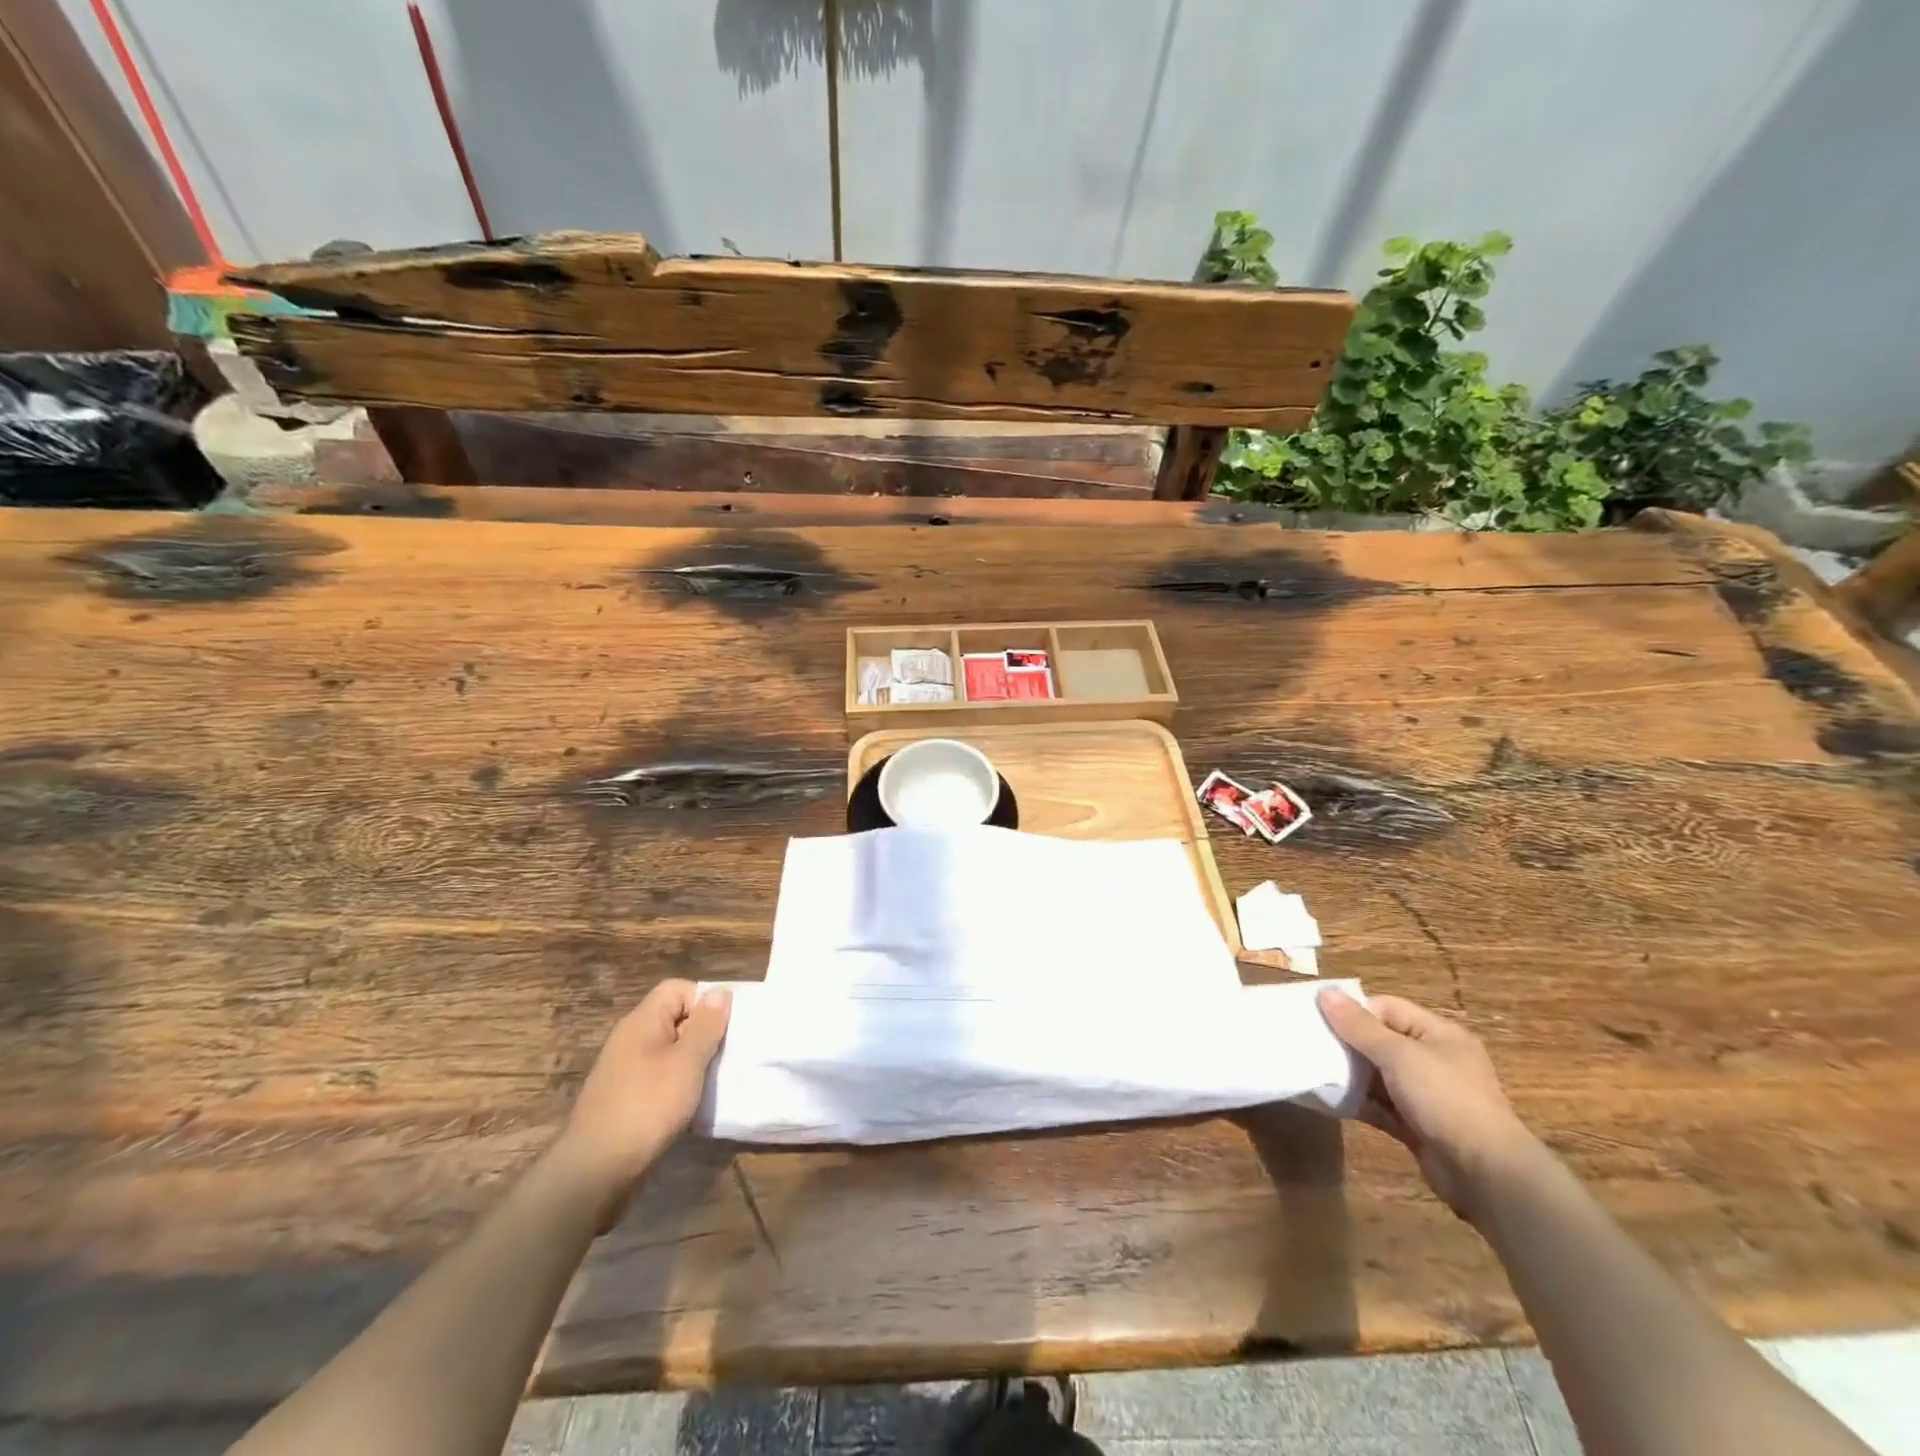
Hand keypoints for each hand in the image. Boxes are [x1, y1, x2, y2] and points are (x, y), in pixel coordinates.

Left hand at [550, 980, 731, 1210]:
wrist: (595, 1171)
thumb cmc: (647, 1107)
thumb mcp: (687, 1062)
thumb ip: (706, 1025)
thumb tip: (719, 992)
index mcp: (642, 1021)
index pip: (678, 988)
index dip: (705, 1000)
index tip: (726, 1026)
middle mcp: (630, 1039)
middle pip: (675, 1018)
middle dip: (703, 1032)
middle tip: (726, 1053)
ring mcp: (625, 1070)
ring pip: (669, 1050)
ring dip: (692, 1062)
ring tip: (713, 1079)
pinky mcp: (625, 1098)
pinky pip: (659, 1077)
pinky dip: (678, 1085)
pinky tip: (690, 1104)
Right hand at [1317, 990, 1542, 1222]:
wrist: (1487, 1175)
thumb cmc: (1445, 1099)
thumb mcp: (1399, 1055)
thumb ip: (1359, 1026)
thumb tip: (1325, 992)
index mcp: (1439, 1035)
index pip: (1387, 1008)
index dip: (1354, 1010)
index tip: (1319, 1018)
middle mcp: (1434, 1060)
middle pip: (1380, 1040)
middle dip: (1347, 1042)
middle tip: (1311, 1043)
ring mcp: (1426, 1095)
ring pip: (1377, 1075)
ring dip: (1349, 1074)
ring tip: (1313, 1069)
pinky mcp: (1416, 1125)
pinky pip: (1380, 1105)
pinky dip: (1357, 1101)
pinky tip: (1328, 1099)